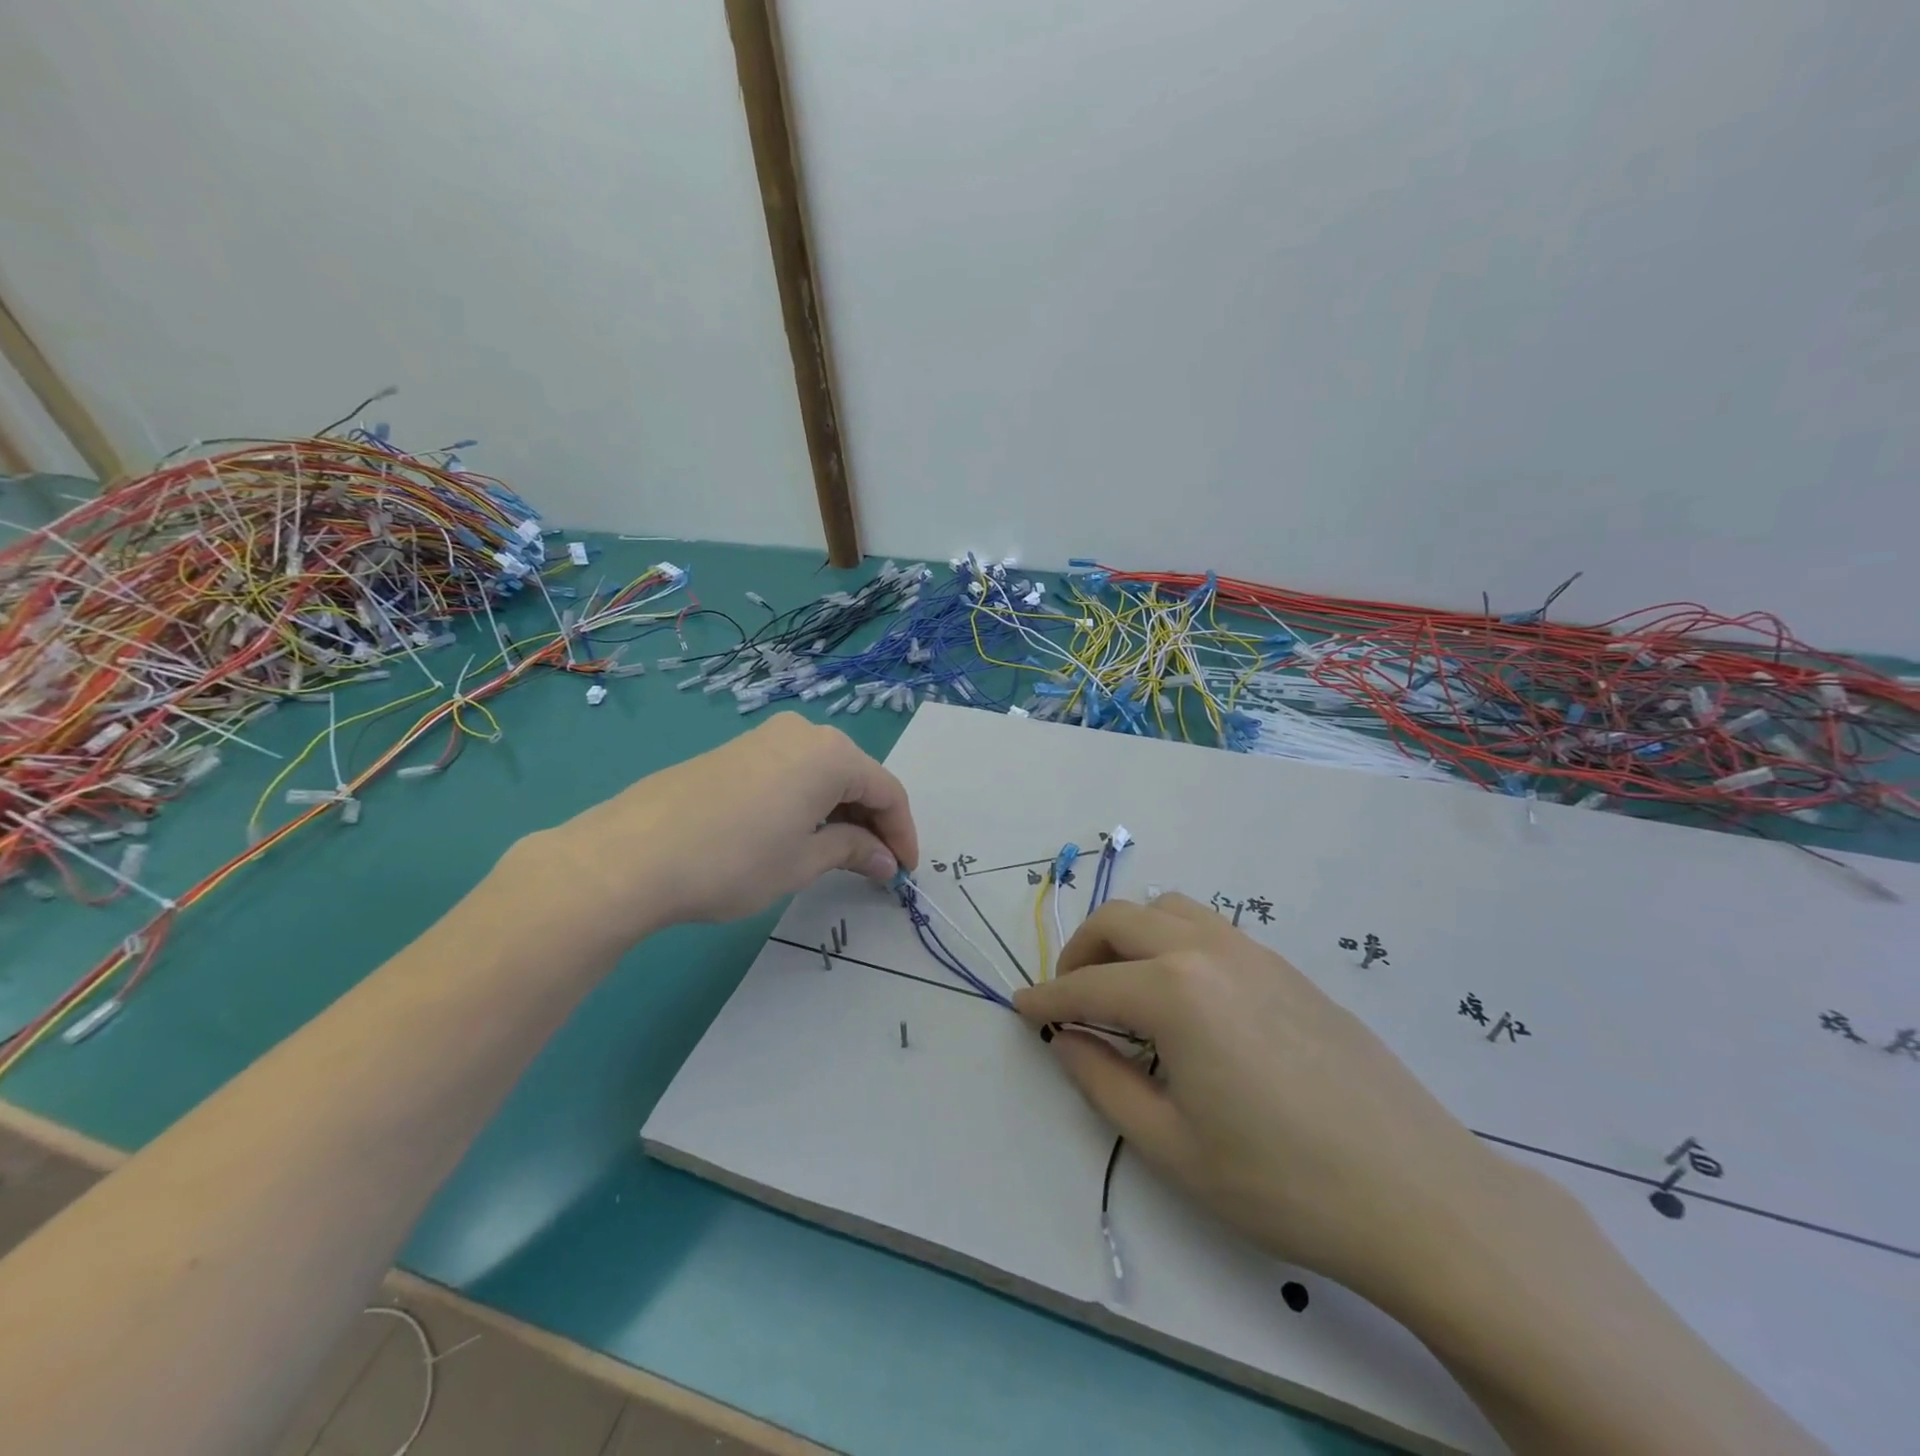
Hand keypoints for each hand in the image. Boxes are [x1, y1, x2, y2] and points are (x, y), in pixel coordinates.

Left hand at [520, 713, 917, 946]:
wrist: (632, 854)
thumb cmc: (734, 860)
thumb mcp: (803, 861)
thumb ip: (852, 851)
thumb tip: (885, 860)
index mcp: (831, 754)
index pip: (888, 791)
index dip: (903, 834)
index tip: (905, 872)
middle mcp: (803, 732)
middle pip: (857, 777)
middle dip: (873, 822)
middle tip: (876, 866)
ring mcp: (765, 737)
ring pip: (822, 773)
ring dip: (840, 812)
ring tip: (839, 854)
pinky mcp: (735, 750)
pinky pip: (791, 772)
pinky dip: (808, 802)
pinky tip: (797, 833)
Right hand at [1013, 893, 1506, 1300]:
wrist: (1418, 1195)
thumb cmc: (1281, 1182)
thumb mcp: (1171, 1146)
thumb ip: (1102, 1081)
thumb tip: (1067, 1039)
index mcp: (1174, 992)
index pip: (1087, 986)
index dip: (1047, 997)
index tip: (1020, 1007)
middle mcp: (1208, 952)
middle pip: (1122, 919)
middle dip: (1082, 951)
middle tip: (1070, 996)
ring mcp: (1254, 953)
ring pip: (1170, 910)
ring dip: (1131, 936)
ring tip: (1126, 988)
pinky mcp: (1287, 968)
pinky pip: (1212, 930)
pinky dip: (1174, 943)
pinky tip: (1187, 1000)